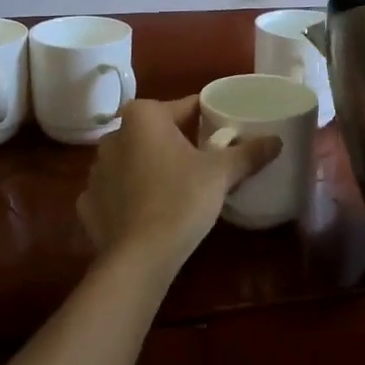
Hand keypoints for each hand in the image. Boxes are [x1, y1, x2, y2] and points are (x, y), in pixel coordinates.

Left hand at [76, 97, 281, 274]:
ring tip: (176, 188)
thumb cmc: (182, 200)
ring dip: (149, 168)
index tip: (223, 131)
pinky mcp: (87, 203)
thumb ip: (249, 153)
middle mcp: (114, 136)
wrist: (140, 257)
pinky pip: (114, 191)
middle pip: (155, 132)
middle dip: (176, 142)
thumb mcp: (221, 173)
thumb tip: (277, 141)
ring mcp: (95, 171)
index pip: (184, 107)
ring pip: (132, 160)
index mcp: (143, 116)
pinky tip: (147, 212)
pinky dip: (129, 197)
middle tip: (203, 161)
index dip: (206, 117)